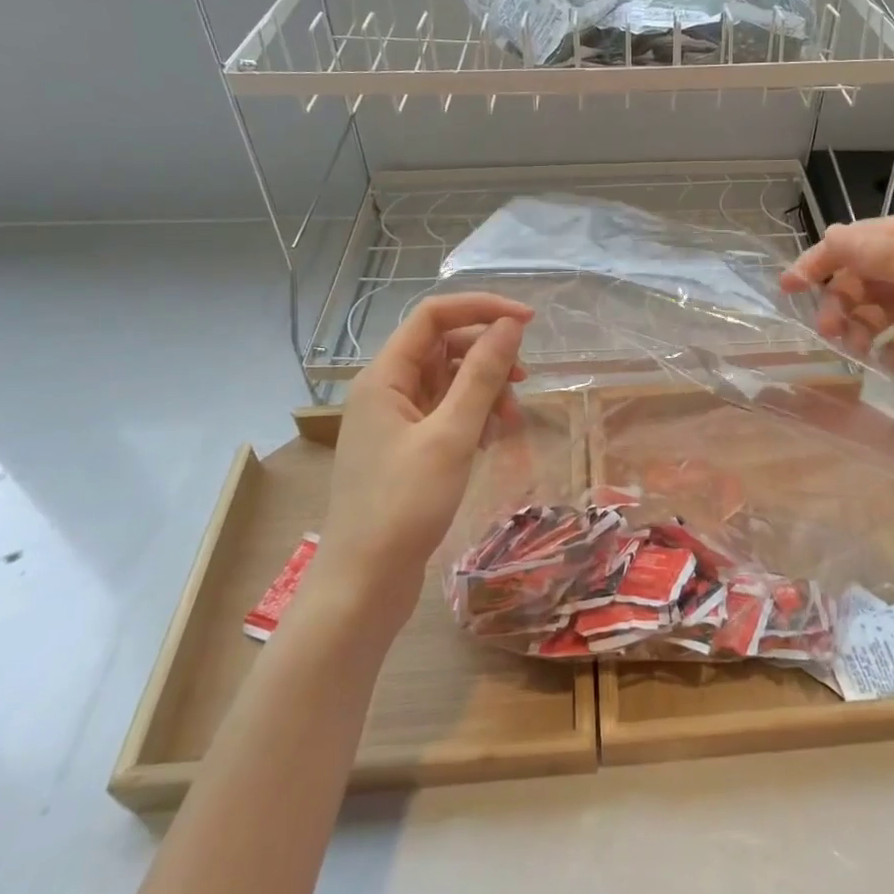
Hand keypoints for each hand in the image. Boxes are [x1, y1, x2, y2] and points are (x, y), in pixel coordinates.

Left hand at [306, 293, 532, 628]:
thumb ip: (482, 374)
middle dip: (488, 357)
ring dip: (485, 390)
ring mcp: (395, 420)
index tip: (528, 322)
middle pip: (444, 347)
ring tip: (510, 423)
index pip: (434, 316)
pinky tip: (491, 440)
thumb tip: (509, 325)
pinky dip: (473, 417)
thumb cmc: (404, 505)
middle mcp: (386, 389)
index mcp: (384, 376)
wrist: (364, 584)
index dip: (482, 309)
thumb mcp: (451, 434)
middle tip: (524, 382)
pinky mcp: (406, 448)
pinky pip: (446, 412)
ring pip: (449, 381)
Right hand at [779, 211, 893, 397]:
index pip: (862, 241)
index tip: (787, 289)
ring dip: (865, 327)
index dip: (821, 261)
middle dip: (843, 301)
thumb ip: (892, 260)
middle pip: (870, 276)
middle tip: (830, 335)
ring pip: (888, 308)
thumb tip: (831, 233)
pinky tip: (891, 367)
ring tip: (856, 355)